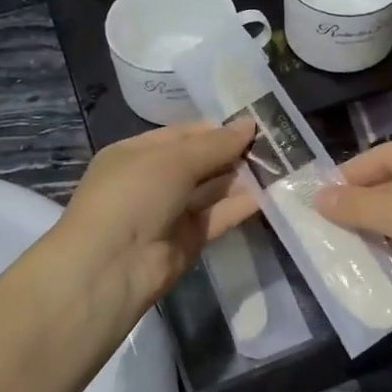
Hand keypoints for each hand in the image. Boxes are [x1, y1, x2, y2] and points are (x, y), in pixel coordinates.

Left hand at [49, 122, 256, 318]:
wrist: (111, 266)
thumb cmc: (133, 196)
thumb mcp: (172, 160)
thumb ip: (214, 145)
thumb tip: (249, 125)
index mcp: (136, 154)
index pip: (183, 135)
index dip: (216, 129)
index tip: (254, 125)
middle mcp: (153, 181)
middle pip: (200, 162)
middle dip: (233, 153)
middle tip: (275, 143)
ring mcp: (170, 212)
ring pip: (211, 190)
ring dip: (241, 178)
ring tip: (280, 163)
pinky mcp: (188, 240)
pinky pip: (218, 217)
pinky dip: (240, 206)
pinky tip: (270, 193)